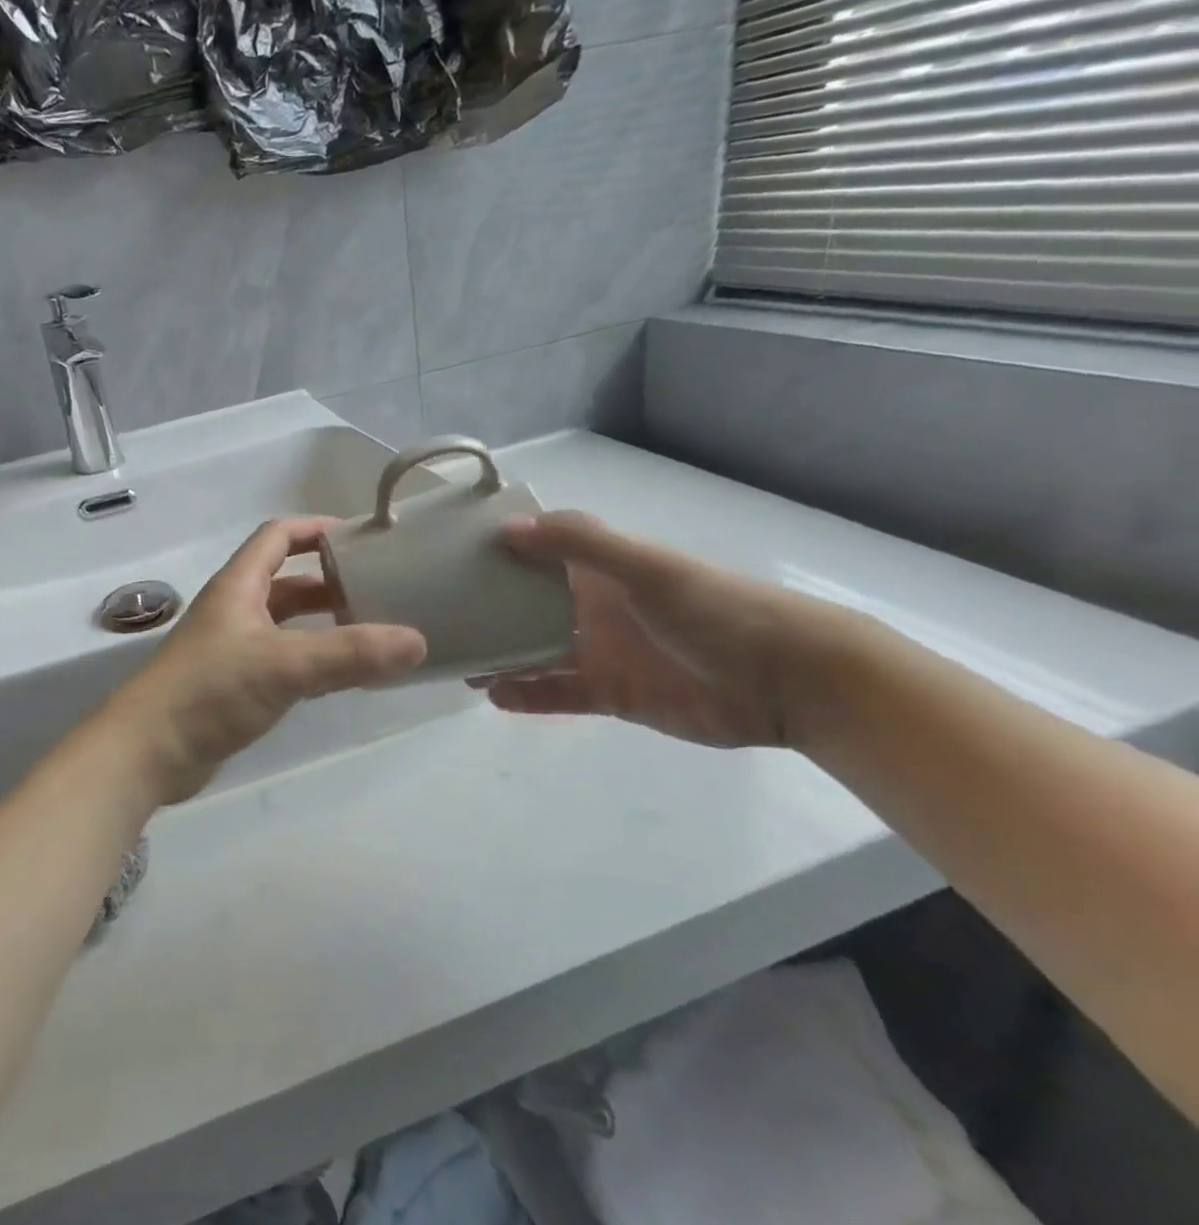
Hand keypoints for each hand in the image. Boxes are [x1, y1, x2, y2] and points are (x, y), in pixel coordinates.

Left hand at [107, 518, 426, 803]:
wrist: (147, 751)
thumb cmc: (209, 690)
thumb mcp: (283, 665)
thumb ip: (349, 654)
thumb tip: (417, 641)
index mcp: (238, 585)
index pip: (278, 536)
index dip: (316, 529)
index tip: (361, 536)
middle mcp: (234, 609)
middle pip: (286, 581)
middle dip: (329, 582)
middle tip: (380, 590)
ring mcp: (231, 649)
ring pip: (284, 623)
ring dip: (321, 623)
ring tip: (371, 631)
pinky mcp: (232, 686)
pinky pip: (280, 660)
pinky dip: (310, 659)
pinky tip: (340, 675)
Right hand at [474, 511, 844, 748]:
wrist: (786, 681)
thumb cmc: (714, 611)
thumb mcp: (647, 568)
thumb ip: (580, 544)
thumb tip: (506, 528)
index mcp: (600, 570)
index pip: (538, 553)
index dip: (497, 552)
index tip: (447, 557)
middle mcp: (593, 607)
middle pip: (528, 606)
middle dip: (487, 611)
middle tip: (438, 619)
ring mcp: (601, 652)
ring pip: (535, 653)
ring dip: (499, 657)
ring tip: (455, 664)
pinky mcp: (611, 695)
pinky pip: (558, 694)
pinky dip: (527, 696)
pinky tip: (493, 696)